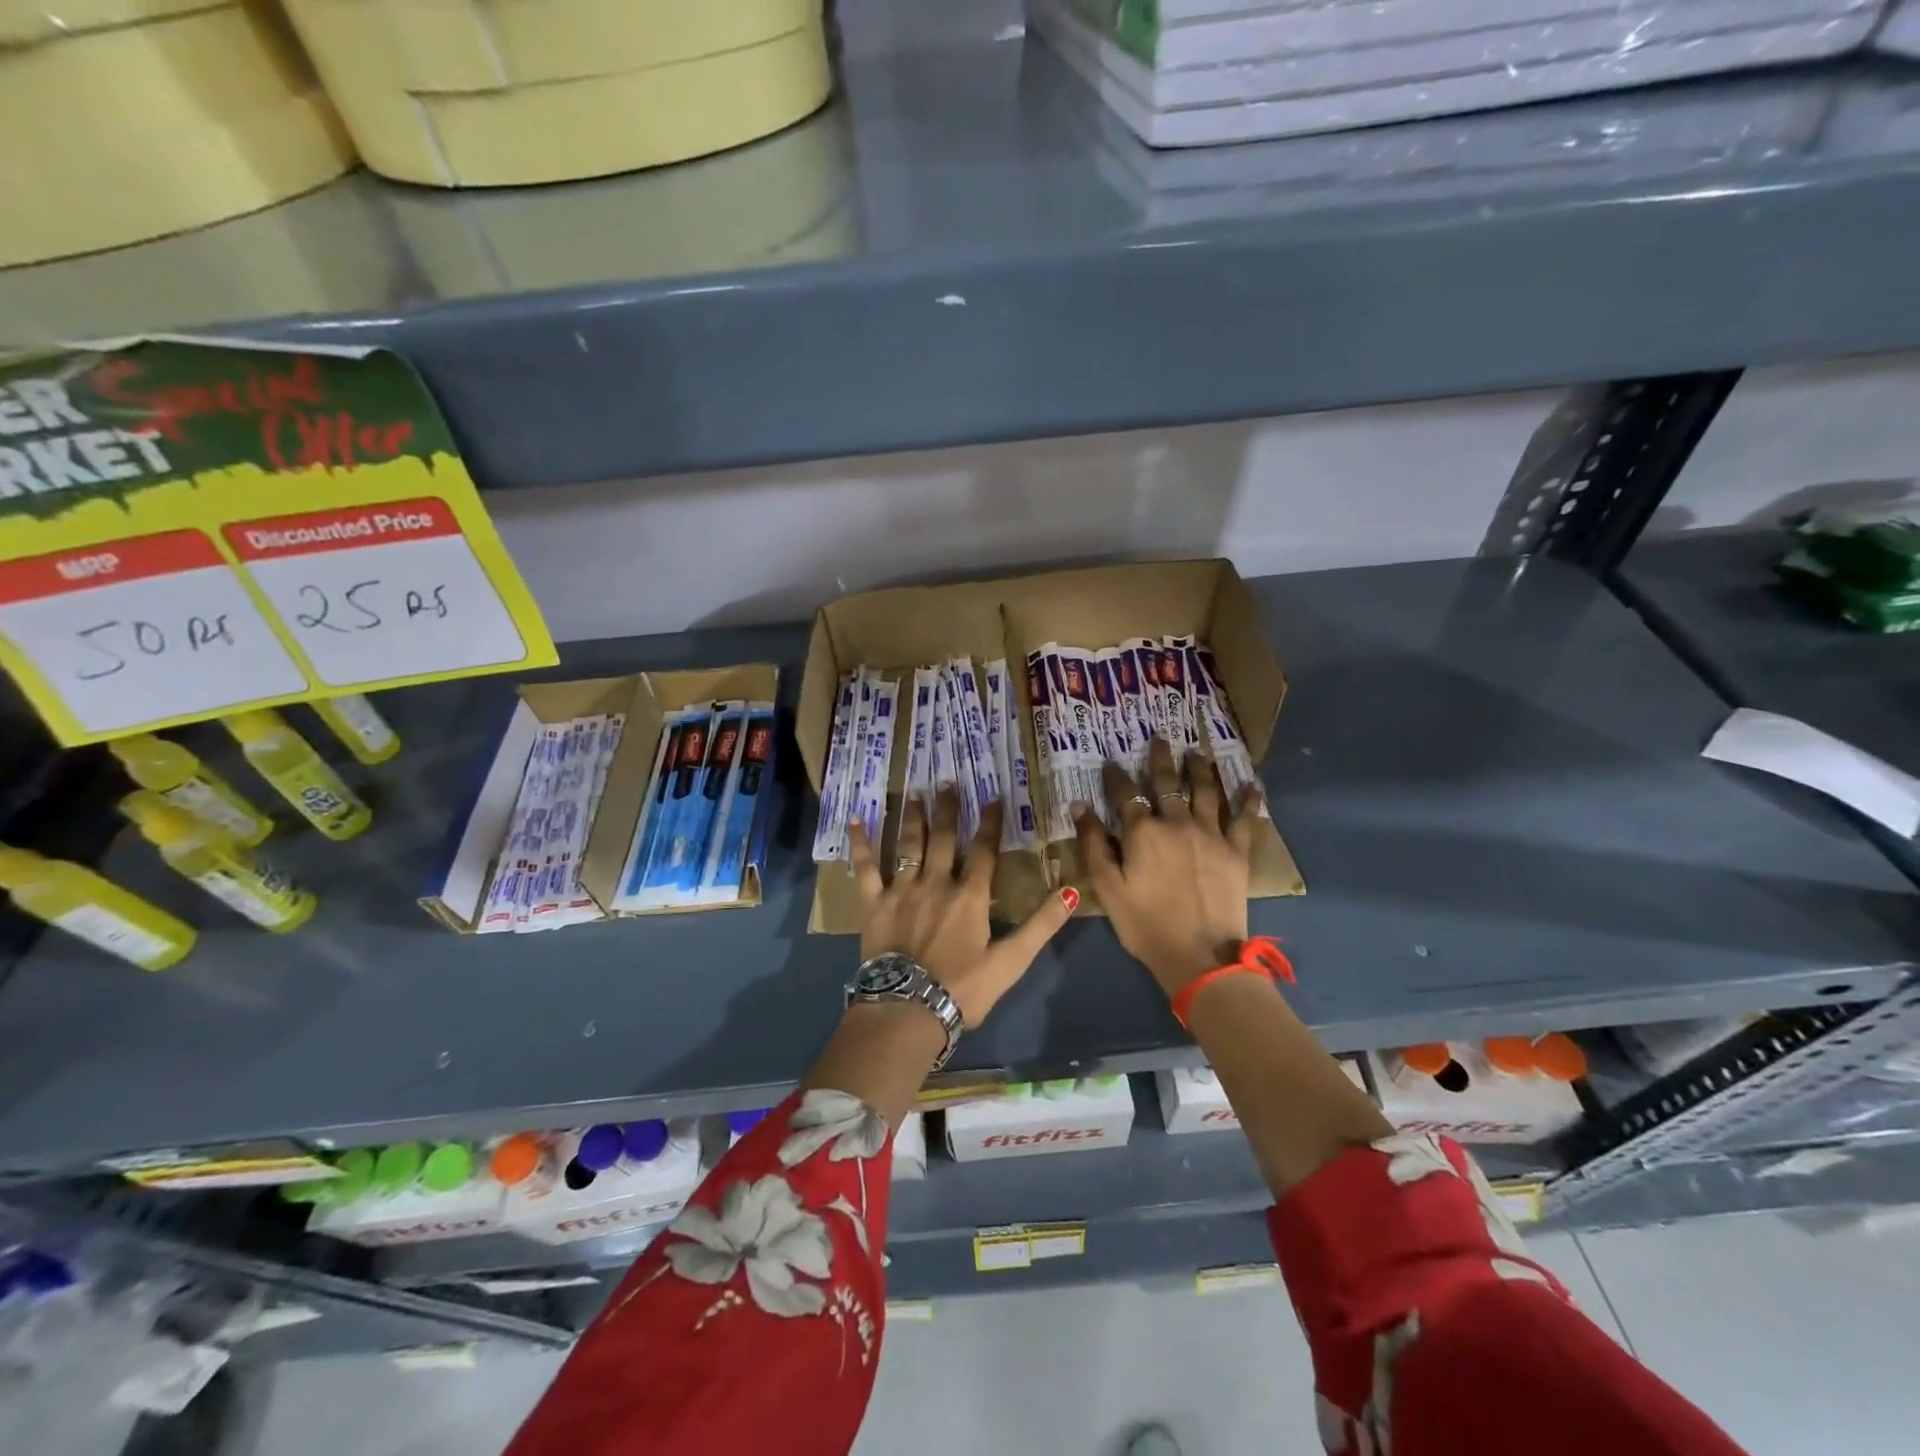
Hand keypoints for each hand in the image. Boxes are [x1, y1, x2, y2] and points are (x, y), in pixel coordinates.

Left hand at [848, 787, 1075, 1027]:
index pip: (985, 851)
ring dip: (913, 817)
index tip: (993, 797)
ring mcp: (902, 890)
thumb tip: (1074, 891)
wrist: (908, 1009)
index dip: (991, 823)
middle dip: (948, 809)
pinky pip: (865, 868)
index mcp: (970, 896)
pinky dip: (860, 844)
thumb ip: (1042, 924)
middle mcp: (936, 883)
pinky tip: (855, 820)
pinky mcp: (874, 903)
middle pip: (945, 839)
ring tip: (914, 793)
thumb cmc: (962, 988)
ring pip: (909, 844)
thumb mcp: (1012, 961)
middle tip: (946, 781)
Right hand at [1075, 737, 1263, 998]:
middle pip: (1167, 783)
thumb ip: (1093, 844)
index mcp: (1142, 831)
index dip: (1115, 777)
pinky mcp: (1237, 851)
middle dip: (1160, 759)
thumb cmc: (1145, 924)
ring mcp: (1210, 834)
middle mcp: (1176, 822)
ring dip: (1200, 768)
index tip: (1111, 762)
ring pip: (1206, 790)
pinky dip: (1249, 800)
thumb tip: (1080, 806)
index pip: (1124, 794)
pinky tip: (1253, 784)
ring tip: (1197, 752)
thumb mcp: (1107, 888)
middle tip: (1160, 739)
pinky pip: (1244, 818)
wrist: (1199, 955)